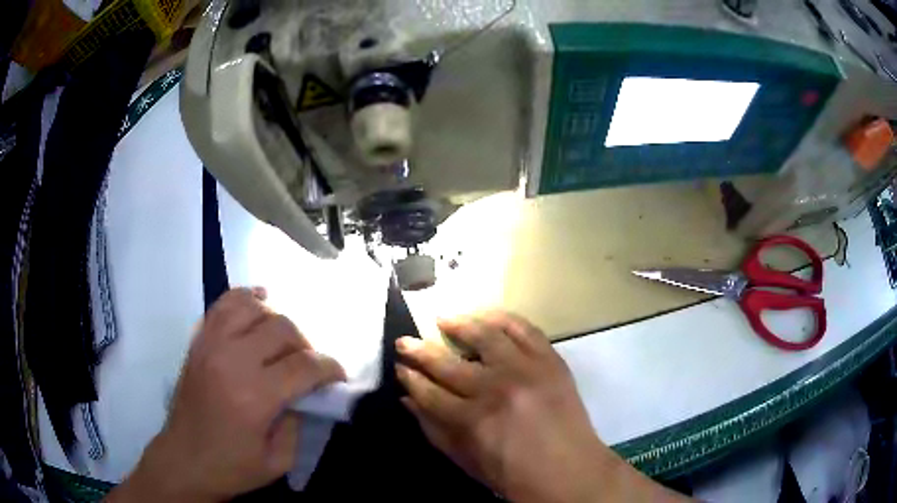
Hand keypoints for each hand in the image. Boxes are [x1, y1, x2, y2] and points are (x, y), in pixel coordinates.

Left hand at [108, 288, 344, 502]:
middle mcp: (231, 361)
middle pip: (282, 328)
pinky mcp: (198, 341)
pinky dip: (245, 297)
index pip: (304, 365)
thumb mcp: (279, 460)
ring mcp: (210, 345)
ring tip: (283, 340)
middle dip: (306, 345)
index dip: (329, 368)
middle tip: (308, 366)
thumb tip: (310, 393)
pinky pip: (223, 304)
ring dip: (277, 319)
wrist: (184, 460)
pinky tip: (259, 302)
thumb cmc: (232, 467)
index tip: (337, 377)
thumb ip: (300, 422)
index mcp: (254, 397)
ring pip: (253, 307)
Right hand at [395, 311, 686, 502]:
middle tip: (404, 341)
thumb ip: (433, 430)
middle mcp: (496, 388)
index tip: (399, 367)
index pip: (429, 391)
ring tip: (443, 318)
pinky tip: (485, 315)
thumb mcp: (466, 461)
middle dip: (419, 350)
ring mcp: (526, 369)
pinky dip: (502, 318)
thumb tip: (407, 399)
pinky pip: (524, 329)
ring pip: (485, 336)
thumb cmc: (513, 473)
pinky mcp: (551, 360)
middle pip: (448, 363)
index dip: (410, 378)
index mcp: (472, 419)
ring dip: (459, 323)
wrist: (569, 470)